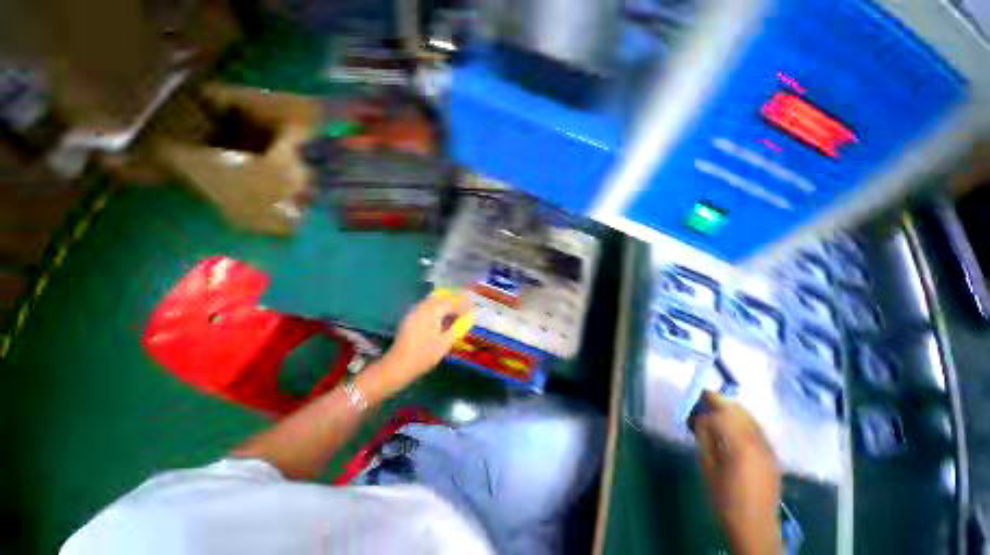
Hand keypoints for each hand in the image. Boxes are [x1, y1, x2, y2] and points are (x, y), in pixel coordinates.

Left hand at [365, 292, 473, 396]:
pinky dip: (436, 309)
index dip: (463, 305)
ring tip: (456, 312)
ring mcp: (413, 313)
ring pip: (432, 303)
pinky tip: (441, 318)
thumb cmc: (423, 356)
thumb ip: (459, 326)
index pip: (450, 303)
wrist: (397, 367)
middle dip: (454, 302)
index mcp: (430, 312)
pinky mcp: (410, 320)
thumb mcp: (445, 342)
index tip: (474, 308)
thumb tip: (473, 315)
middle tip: (466, 308)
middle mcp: (421, 308)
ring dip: (445, 305)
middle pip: (441, 299)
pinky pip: (426, 308)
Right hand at [694, 392, 782, 554]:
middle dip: (720, 401)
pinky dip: (744, 421)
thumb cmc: (725, 500)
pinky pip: (757, 429)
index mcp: (740, 448)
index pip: (721, 416)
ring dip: (733, 409)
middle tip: (704, 397)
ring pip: (750, 418)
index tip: (693, 410)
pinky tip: (733, 426)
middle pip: (739, 411)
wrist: (755, 527)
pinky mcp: (772, 455)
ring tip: (717, 408)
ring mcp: (768, 449)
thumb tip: (700, 420)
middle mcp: (758, 443)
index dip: (705, 411)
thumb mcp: (708, 470)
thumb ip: (705, 441)